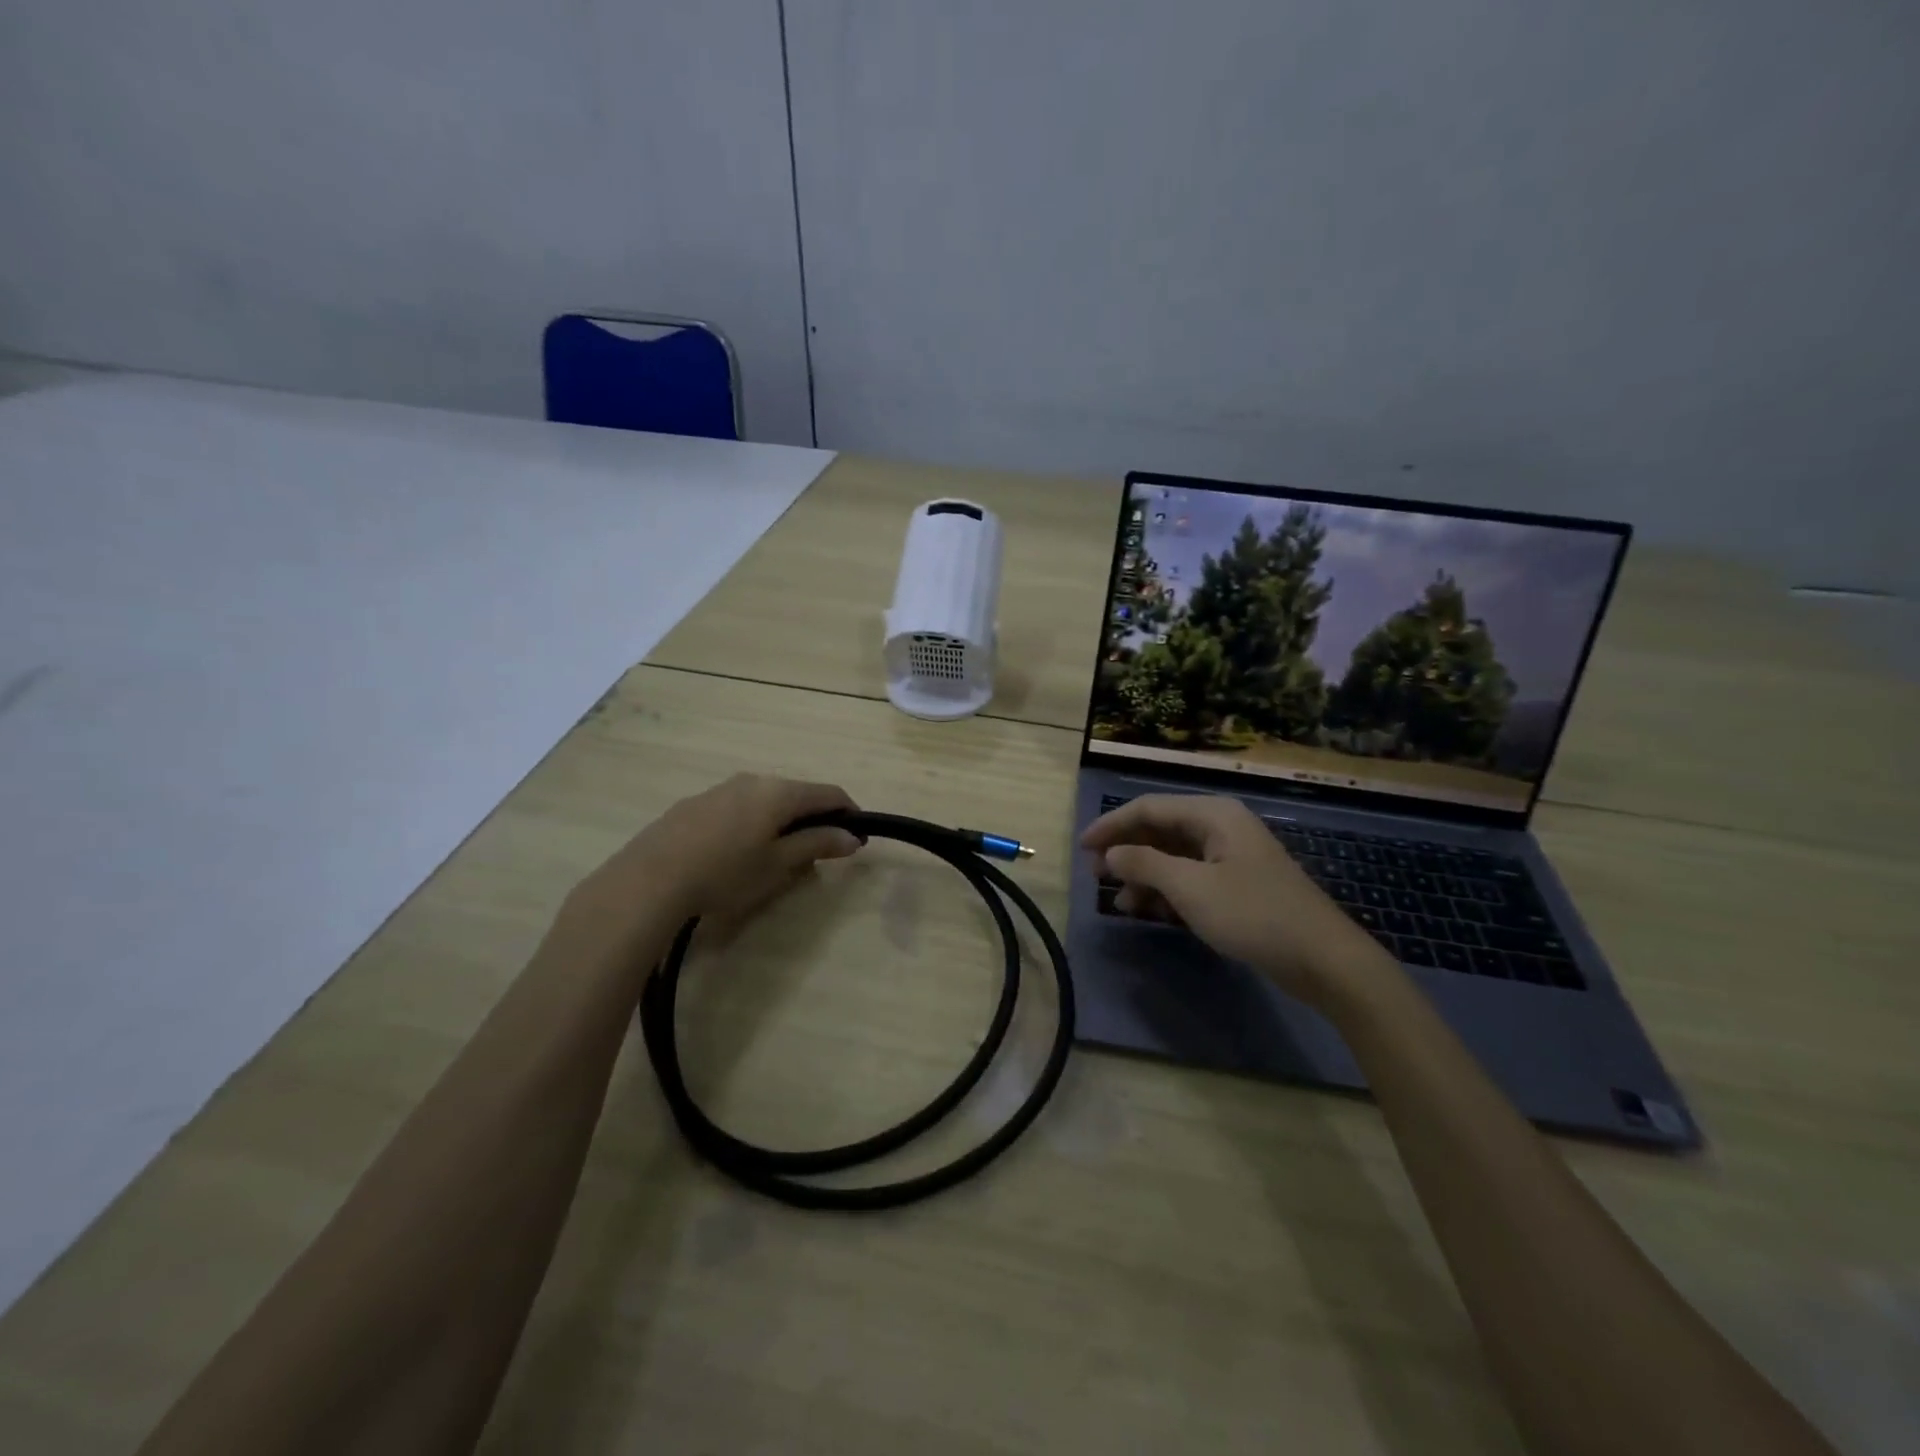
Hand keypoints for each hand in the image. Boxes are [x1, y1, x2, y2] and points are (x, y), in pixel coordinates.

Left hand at [559, 774, 861, 957]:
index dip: (849, 811)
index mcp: (779, 792)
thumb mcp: (778, 864)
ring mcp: (720, 789)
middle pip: (796, 794)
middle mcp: (752, 780)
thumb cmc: (726, 872)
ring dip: (782, 821)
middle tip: (820, 851)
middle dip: (814, 818)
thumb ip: (817, 845)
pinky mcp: (695, 804)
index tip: (858, 836)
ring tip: (779, 855)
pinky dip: (753, 823)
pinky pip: (738, 807)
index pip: (828, 792)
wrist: (650, 879)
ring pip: (765, 800)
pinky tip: (739, 852)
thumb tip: (852, 837)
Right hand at [1081, 794, 1393, 1007]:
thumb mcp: (1191, 888)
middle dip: (1127, 851)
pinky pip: (1191, 878)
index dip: (1111, 825)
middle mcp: (1221, 827)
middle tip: (1095, 874)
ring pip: (1174, 856)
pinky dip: (1166, 891)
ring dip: (1143, 875)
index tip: (1081, 847)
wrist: (1324, 960)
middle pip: (1161, 830)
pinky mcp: (1238, 885)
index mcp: (1213, 815)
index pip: (1149, 808)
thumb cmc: (1253, 915)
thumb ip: (1145, 864)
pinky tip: (1148, 911)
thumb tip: (1110, 853)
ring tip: (1119, 901)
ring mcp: (1232, 857)